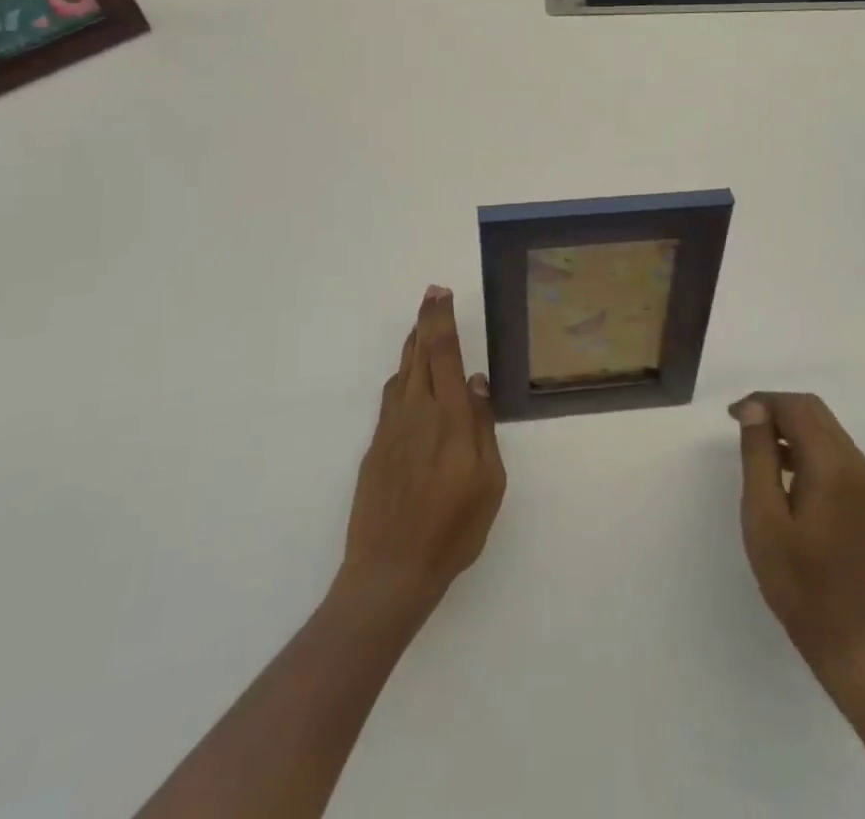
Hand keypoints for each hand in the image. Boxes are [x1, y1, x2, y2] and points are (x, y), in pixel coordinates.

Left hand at [336, 286, 505, 623]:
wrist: (389, 571)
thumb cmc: (452, 530)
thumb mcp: (488, 483)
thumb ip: (482, 426)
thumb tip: (474, 382)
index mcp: (448, 418)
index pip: (443, 354)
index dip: (441, 320)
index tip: (440, 293)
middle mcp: (416, 412)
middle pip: (419, 354)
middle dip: (426, 321)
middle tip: (431, 294)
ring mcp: (391, 428)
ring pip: (402, 372)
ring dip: (412, 345)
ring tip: (421, 328)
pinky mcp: (375, 446)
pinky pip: (391, 398)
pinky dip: (402, 377)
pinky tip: (408, 381)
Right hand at [731, 391, 864, 679]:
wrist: (847, 637)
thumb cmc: (797, 580)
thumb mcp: (763, 515)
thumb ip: (758, 455)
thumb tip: (754, 409)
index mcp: (832, 465)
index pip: (796, 408)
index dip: (761, 402)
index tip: (731, 417)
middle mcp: (855, 462)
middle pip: (813, 409)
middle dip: (775, 407)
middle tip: (740, 426)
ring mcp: (863, 478)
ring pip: (822, 425)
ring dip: (788, 423)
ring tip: (754, 444)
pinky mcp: (862, 492)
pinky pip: (830, 447)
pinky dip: (802, 442)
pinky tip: (779, 466)